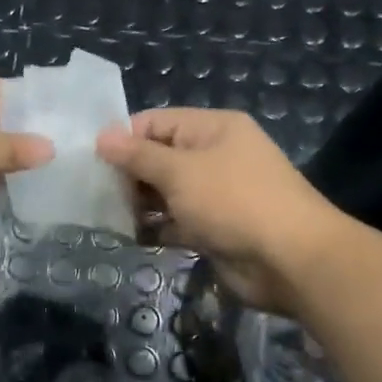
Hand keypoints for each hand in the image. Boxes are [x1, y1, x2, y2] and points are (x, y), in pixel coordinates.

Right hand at [96, 108, 341, 312]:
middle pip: (160, 157)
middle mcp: (215, 156)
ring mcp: (216, 194)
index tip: (92, 160)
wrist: (289, 259)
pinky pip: (177, 222)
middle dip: (129, 174)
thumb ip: (138, 156)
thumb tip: (101, 137)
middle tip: (96, 194)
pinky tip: (131, 237)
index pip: (157, 121)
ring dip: (139, 204)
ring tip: (107, 216)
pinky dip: (156, 228)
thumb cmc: (233, 202)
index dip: (124, 138)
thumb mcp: (180, 172)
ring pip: (166, 192)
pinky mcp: (214, 229)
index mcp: (213, 129)